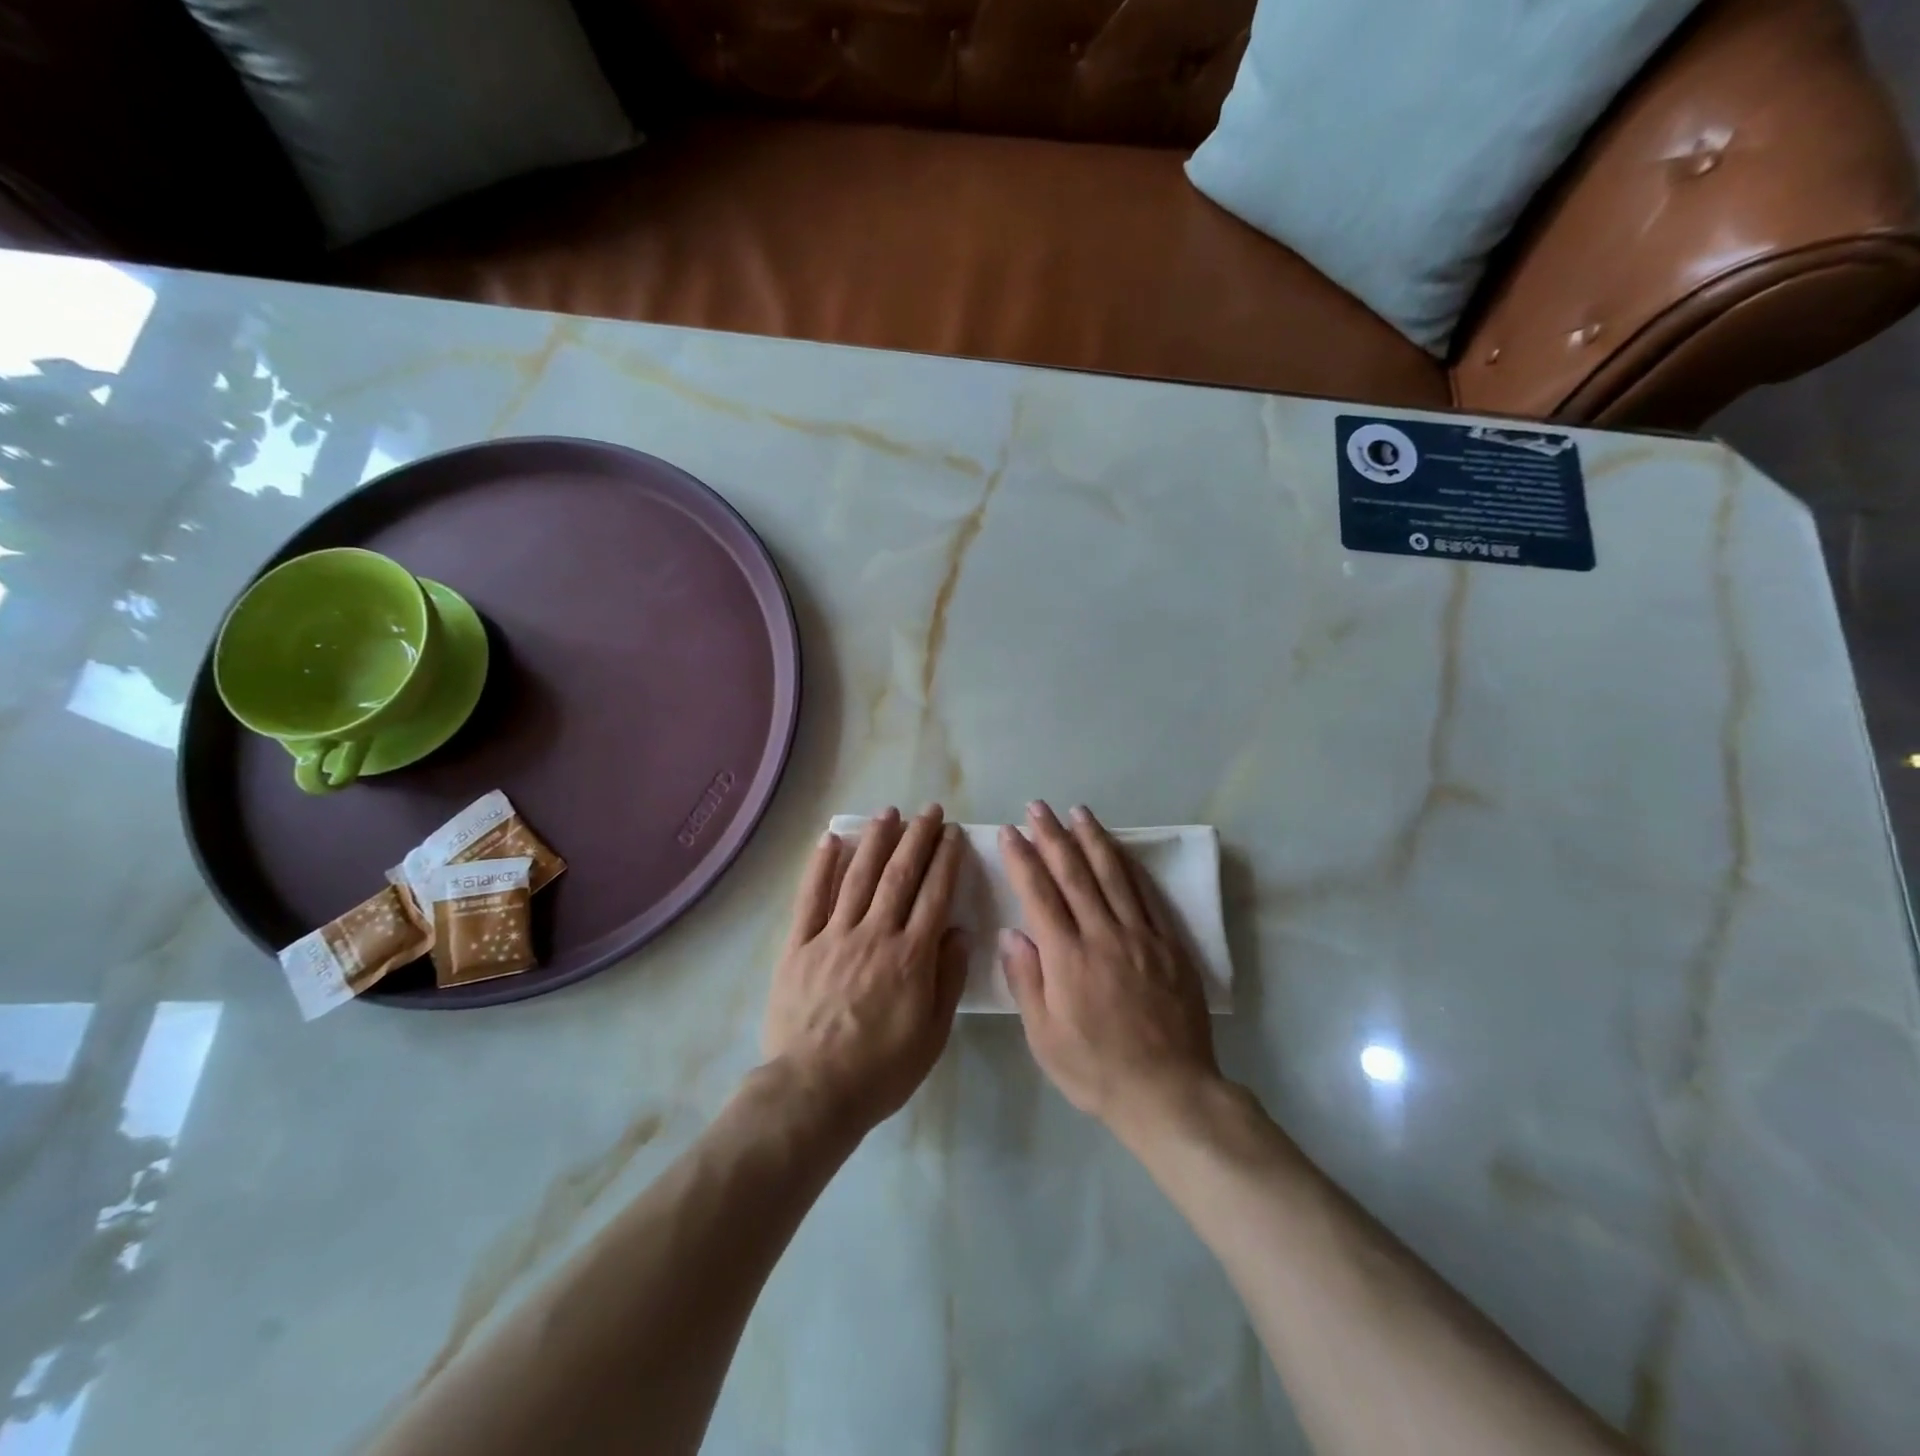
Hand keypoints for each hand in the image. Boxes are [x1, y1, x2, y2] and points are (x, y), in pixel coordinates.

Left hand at [763, 805, 968, 1131]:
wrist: (813, 1091)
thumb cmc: (881, 1070)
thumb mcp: (932, 1034)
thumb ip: (948, 978)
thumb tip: (959, 931)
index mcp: (911, 956)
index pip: (934, 894)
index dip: (946, 859)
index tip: (953, 833)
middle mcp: (875, 934)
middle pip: (900, 875)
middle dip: (917, 838)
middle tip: (929, 810)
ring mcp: (833, 936)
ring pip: (858, 876)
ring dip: (875, 840)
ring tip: (888, 812)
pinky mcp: (799, 945)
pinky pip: (810, 898)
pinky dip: (821, 866)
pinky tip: (831, 840)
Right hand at [999, 802, 1219, 1137]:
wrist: (1169, 1092)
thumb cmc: (1096, 1070)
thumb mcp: (1044, 1038)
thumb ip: (1026, 981)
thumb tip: (1010, 933)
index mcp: (1067, 958)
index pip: (1039, 894)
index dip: (1023, 859)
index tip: (1010, 832)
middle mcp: (1103, 935)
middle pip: (1074, 874)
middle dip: (1053, 836)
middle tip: (1038, 807)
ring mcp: (1141, 936)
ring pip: (1113, 875)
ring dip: (1093, 839)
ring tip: (1078, 812)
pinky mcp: (1169, 944)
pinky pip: (1147, 894)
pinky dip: (1130, 866)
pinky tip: (1120, 849)